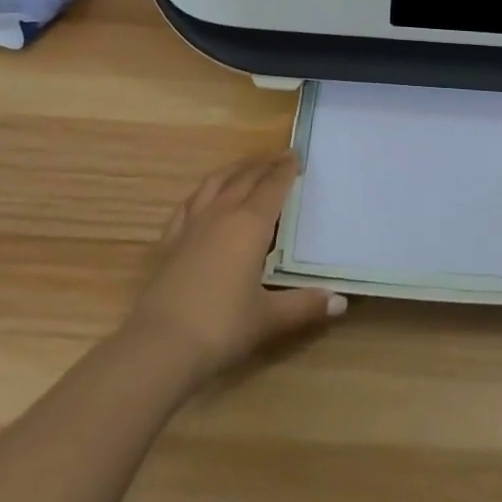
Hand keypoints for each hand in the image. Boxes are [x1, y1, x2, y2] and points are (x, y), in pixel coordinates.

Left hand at [121, 153, 345, 385]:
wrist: (159, 346)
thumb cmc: (221, 328)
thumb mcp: (268, 318)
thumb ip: (304, 306)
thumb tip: (341, 302)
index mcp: (251, 224)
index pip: (273, 186)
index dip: (286, 169)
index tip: (296, 156)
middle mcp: (223, 213)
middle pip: (246, 178)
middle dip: (265, 165)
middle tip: (279, 157)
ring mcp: (193, 224)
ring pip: (216, 183)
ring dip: (234, 170)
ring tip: (245, 166)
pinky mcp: (170, 240)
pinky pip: (189, 204)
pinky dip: (202, 193)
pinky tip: (204, 197)